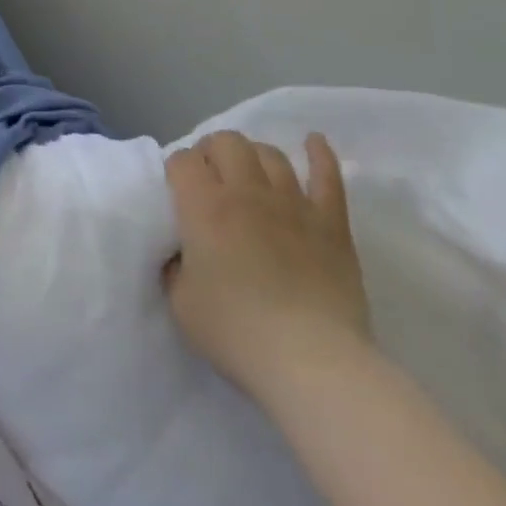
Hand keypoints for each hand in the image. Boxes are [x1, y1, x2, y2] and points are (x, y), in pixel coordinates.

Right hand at [162, 130, 370, 401]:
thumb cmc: (236, 332)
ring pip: (270, 154)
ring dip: (253, 156)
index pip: (181, 160)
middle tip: (210, 181)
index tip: (177, 193)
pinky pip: (327, 177)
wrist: (313, 363)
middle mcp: (245, 193)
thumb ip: (174, 266)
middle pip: (226, 142)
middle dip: (211, 152)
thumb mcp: (180, 302)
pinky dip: (319, 155)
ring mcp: (293, 204)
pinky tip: (313, 142)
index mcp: (202, 206)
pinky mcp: (331, 224)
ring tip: (249, 173)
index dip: (175, 170)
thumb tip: (183, 254)